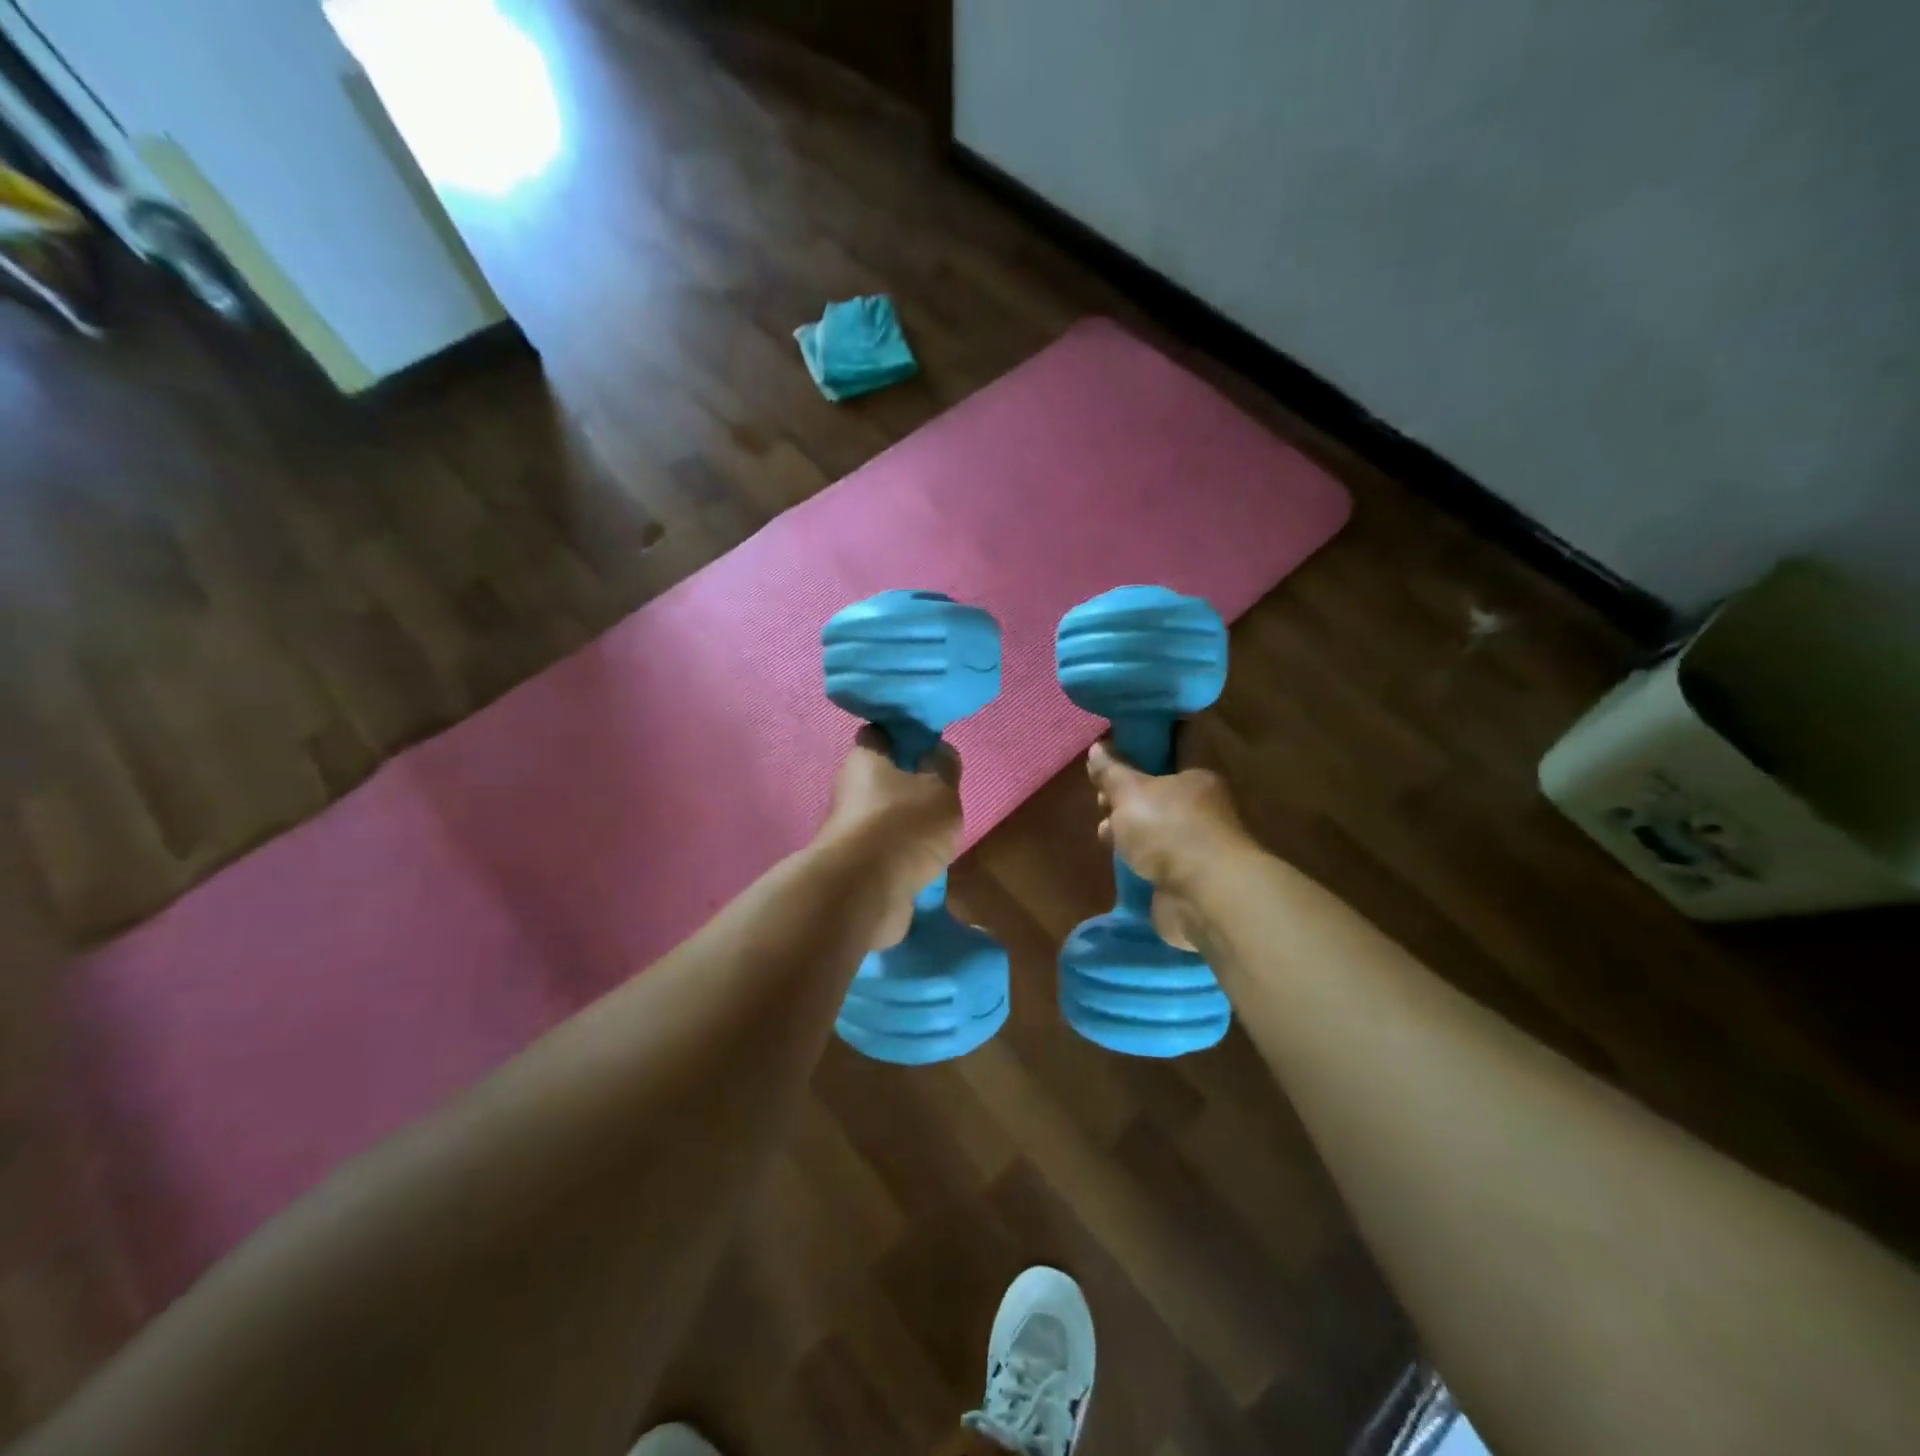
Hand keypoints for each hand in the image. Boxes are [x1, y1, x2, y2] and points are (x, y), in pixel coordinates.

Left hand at [822, 726, 963, 948]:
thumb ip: (943, 767)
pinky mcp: (855, 864)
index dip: (903, 735)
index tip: (929, 745)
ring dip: (907, 823)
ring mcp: (849, 830)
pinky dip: (902, 854)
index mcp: (864, 760)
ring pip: (883, 816)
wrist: (865, 893)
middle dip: (908, 784)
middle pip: (881, 777)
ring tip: (939, 833)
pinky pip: (884, 850)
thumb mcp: (940, 789)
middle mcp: (849, 789)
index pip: (879, 734)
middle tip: (940, 792)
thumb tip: (937, 752)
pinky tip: (926, 863)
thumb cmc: (903, 826)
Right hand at [1087, 739, 1250, 949]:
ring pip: (1152, 830)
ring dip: (1127, 833)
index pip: (1165, 759)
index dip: (1134, 759)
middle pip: (1155, 796)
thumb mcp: (1130, 792)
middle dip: (1124, 800)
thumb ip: (1111, 771)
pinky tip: (1118, 860)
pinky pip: (1154, 860)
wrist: (1204, 896)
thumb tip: (1097, 747)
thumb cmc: (1170, 830)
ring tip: (1103, 835)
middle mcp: (1200, 809)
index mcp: (1196, 779)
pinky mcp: (1187, 877)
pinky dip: (1136, 860)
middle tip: (1101, 804)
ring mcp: (1195, 846)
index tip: (1106, 766)